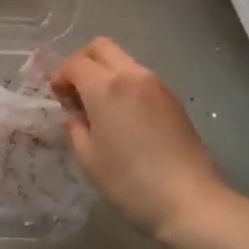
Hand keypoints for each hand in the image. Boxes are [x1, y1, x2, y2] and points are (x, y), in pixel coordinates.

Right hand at [51, 38, 224, 240]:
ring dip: (105, 75)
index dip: (60, 77)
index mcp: (107, 87)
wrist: (190, 201)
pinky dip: (124, 87)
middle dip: (82, 63)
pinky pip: (140, 79)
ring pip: (123, 61)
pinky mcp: (173, 100)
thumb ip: (75, 126)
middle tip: (76, 94)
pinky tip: (123, 119)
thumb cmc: (130, 182)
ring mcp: (157, 85)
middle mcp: (133, 76)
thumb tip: (75, 112)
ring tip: (100, 110)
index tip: (58, 100)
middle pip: (101, 47)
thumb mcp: (88, 157)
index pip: (76, 63)